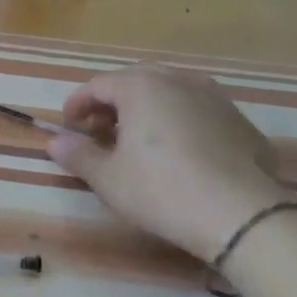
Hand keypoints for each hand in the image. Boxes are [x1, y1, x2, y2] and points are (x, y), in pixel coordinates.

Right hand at [48, 66, 291, 261]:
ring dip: (148, 110)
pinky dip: (180, 123)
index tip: (69, 127)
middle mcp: (177, 80)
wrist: (242, 215)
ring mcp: (214, 98)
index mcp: (140, 86)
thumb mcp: (108, 178)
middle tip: (102, 131)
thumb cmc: (161, 190)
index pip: (97, 85)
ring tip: (140, 140)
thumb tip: (55, 141)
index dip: (78, 105)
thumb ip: (78, 155)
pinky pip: (198, 112)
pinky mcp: (240, 121)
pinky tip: (181, 154)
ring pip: (170, 93)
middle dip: (113, 103)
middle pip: (135, 81)